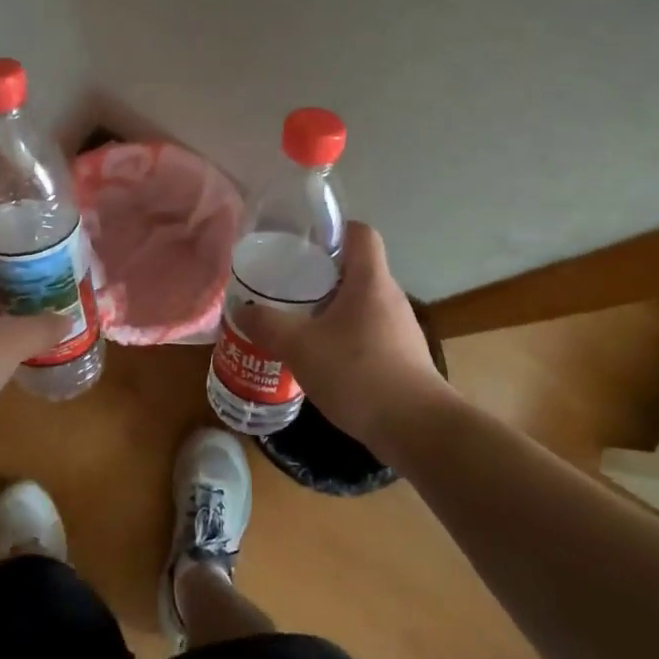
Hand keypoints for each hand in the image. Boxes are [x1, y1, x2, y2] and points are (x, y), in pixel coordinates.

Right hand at [236, 221, 450, 450]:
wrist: (416, 429)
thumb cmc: (358, 373)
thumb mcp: (300, 347)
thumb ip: (268, 325)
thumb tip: (241, 311)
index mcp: (370, 280)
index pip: (360, 233)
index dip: (334, 229)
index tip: (303, 243)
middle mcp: (389, 297)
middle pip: (356, 269)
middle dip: (321, 275)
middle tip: (286, 286)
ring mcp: (400, 329)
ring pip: (360, 305)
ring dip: (331, 310)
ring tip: (297, 323)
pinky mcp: (402, 358)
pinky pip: (367, 334)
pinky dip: (344, 339)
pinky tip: (320, 360)